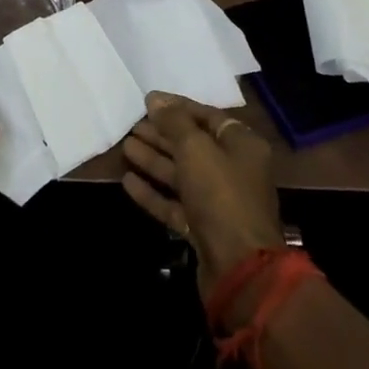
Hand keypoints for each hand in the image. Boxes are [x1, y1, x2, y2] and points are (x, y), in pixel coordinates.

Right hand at [121, 94, 284, 311]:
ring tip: (126, 146)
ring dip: (154, 160)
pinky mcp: (203, 229)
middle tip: (133, 125)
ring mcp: (218, 202)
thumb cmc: (221, 195)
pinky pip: (175, 204)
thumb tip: (155, 99)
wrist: (239, 269)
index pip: (207, 116)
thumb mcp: (196, 149)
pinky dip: (153, 192)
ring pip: (181, 175)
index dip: (178, 107)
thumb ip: (174, 122)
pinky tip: (128, 182)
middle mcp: (233, 170)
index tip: (149, 101)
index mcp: (242, 145)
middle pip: (192, 146)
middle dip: (162, 135)